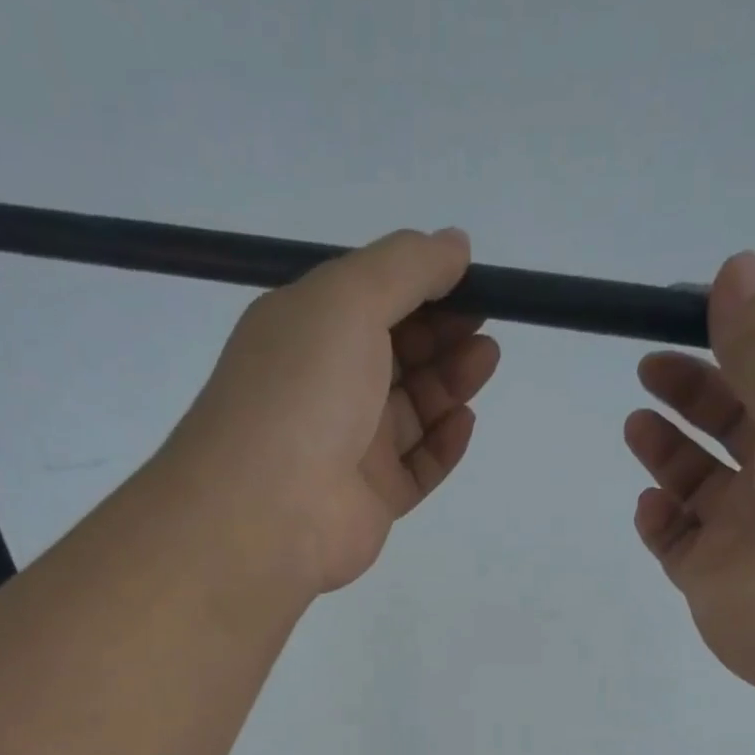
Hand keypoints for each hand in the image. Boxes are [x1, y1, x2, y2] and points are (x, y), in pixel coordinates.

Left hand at [167, 229, 500, 595]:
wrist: (270, 509)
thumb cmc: (303, 389)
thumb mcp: (348, 299)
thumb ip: (406, 266)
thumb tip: (454, 245)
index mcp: (306, 333)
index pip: (370, 301)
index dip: (420, 288)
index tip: (469, 280)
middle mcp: (327, 388)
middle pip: (396, 356)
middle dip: (442, 334)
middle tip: (484, 325)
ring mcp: (350, 449)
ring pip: (412, 412)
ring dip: (450, 383)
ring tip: (484, 360)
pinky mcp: (372, 499)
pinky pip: (418, 467)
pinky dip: (444, 444)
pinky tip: (465, 420)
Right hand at [624, 252, 754, 702]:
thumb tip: (735, 265)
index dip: (731, 348)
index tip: (683, 319)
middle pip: (730, 426)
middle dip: (690, 395)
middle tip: (648, 369)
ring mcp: (748, 532)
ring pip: (696, 484)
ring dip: (666, 453)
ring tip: (637, 425)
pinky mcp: (712, 578)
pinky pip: (675, 540)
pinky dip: (658, 520)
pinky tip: (652, 505)